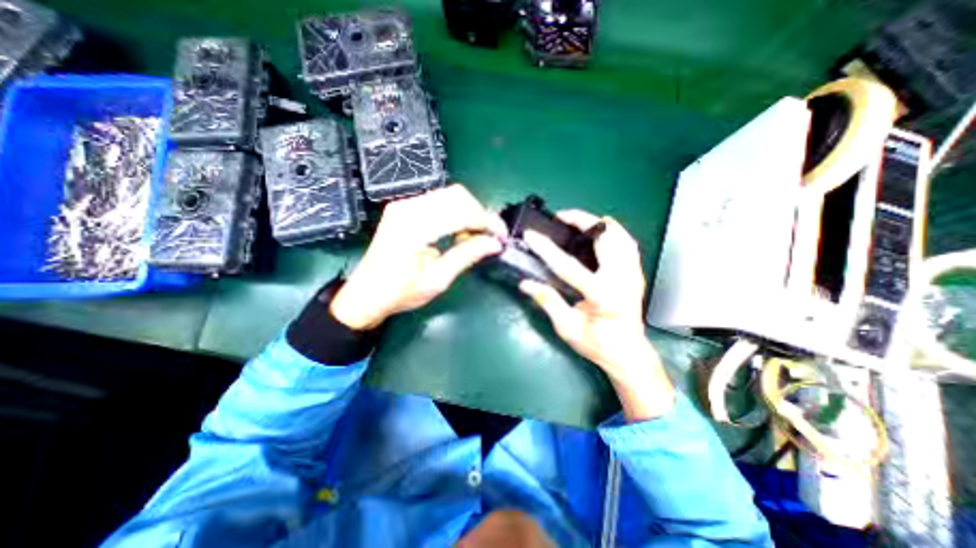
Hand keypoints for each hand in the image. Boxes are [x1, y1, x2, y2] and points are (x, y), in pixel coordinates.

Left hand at [331, 183, 506, 329]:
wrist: (366, 294)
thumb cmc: (399, 293)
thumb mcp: (437, 280)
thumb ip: (466, 256)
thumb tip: (493, 244)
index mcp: (414, 228)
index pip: (461, 213)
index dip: (487, 222)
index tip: (501, 236)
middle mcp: (408, 208)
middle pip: (457, 196)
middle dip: (480, 214)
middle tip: (489, 237)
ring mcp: (404, 205)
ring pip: (449, 195)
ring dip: (468, 212)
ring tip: (473, 237)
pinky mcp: (404, 208)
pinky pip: (438, 201)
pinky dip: (455, 213)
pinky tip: (457, 232)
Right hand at [522, 210, 675, 419]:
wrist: (628, 353)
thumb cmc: (597, 345)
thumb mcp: (567, 328)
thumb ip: (548, 302)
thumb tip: (526, 284)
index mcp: (602, 297)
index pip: (568, 266)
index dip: (546, 249)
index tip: (531, 235)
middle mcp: (622, 280)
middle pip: (604, 239)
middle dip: (582, 221)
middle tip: (561, 217)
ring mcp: (633, 275)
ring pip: (620, 236)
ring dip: (598, 224)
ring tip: (578, 220)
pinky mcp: (636, 274)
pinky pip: (628, 243)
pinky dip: (615, 231)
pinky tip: (602, 229)